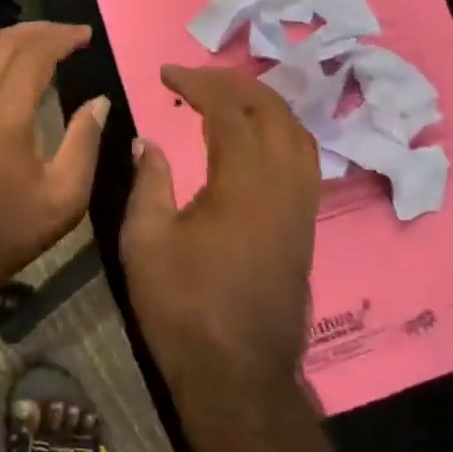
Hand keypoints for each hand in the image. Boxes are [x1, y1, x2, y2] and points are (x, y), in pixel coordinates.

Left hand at [0, 22, 109, 290]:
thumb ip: (84, 142)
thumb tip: (98, 102)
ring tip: (41, 46)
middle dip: (37, 30)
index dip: (61, 37)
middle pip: (1, 44)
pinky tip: (8, 81)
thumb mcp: (64, 198)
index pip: (32, 53)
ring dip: (11, 43)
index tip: (85, 34)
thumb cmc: (6, 233)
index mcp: (4, 114)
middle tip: (67, 33)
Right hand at [120, 64, 319, 394]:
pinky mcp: (306, 228)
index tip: (166, 75)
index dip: (198, 84)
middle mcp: (284, 185)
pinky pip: (304, 160)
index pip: (230, 110)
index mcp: (244, 183)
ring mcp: (303, 207)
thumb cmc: (184, 308)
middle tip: (194, 80)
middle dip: (234, 84)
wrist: (238, 376)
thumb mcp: (145, 241)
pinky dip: (279, 133)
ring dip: (263, 105)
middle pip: (273, 111)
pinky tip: (254, 142)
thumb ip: (148, 182)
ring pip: (298, 133)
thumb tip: (148, 141)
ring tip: (226, 100)